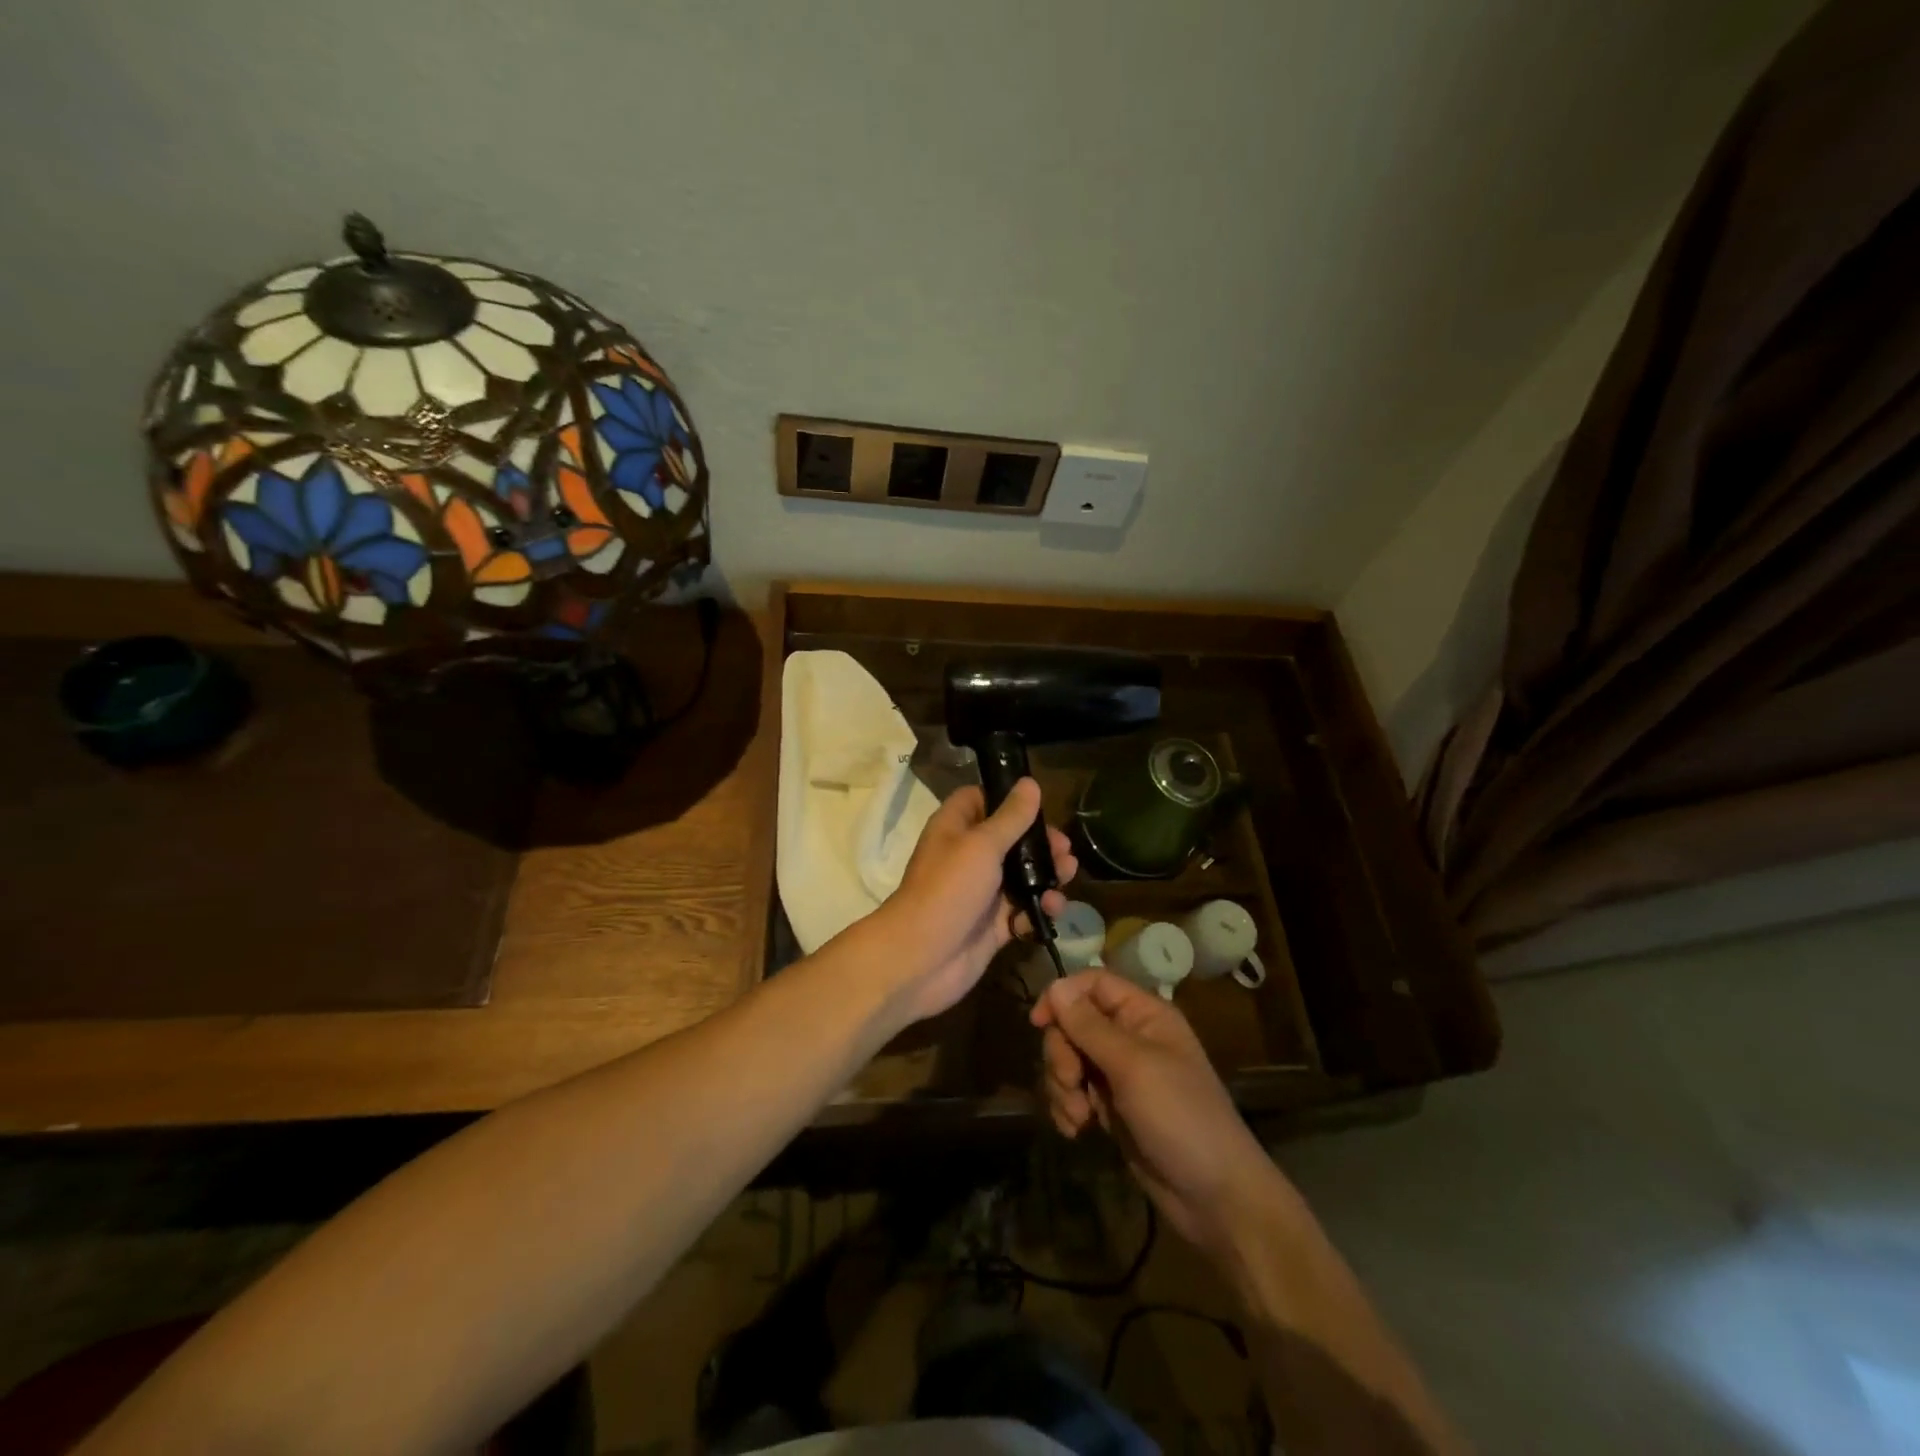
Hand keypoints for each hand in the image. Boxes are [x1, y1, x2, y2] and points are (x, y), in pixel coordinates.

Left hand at [874, 779, 1075, 1023]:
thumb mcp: (982, 845)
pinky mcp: (993, 925)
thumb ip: (1011, 817)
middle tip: (1064, 850)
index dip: (1007, 798)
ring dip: (1047, 875)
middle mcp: (968, 856)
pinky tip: (1052, 909)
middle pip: (1010, 839)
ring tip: (1067, 876)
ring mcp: (981, 893)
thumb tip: (1030, 783)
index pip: (980, 800)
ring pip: (1021, 877)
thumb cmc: (948, 889)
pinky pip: (1023, 911)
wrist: (922, 959)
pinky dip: (1039, 909)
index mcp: (955, 828)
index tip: (1038, 804)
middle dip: (1040, 843)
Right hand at [1031, 970, 1288, 1257]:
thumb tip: (1055, 985)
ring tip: (1078, 1117)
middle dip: (1062, 1053)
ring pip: (1069, 1059)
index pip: (1093, 984)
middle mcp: (1130, 1037)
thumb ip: (1090, 1026)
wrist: (1213, 1197)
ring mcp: (1119, 1074)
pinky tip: (1076, 1130)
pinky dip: (1067, 1108)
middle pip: (1073, 1023)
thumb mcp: (1133, 1066)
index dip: (1063, 996)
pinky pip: (1073, 1092)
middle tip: (1072, 1083)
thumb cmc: (1180, 1117)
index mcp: (1144, 1014)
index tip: (1038, 1024)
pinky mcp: (1110, 1108)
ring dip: (1062, 1086)